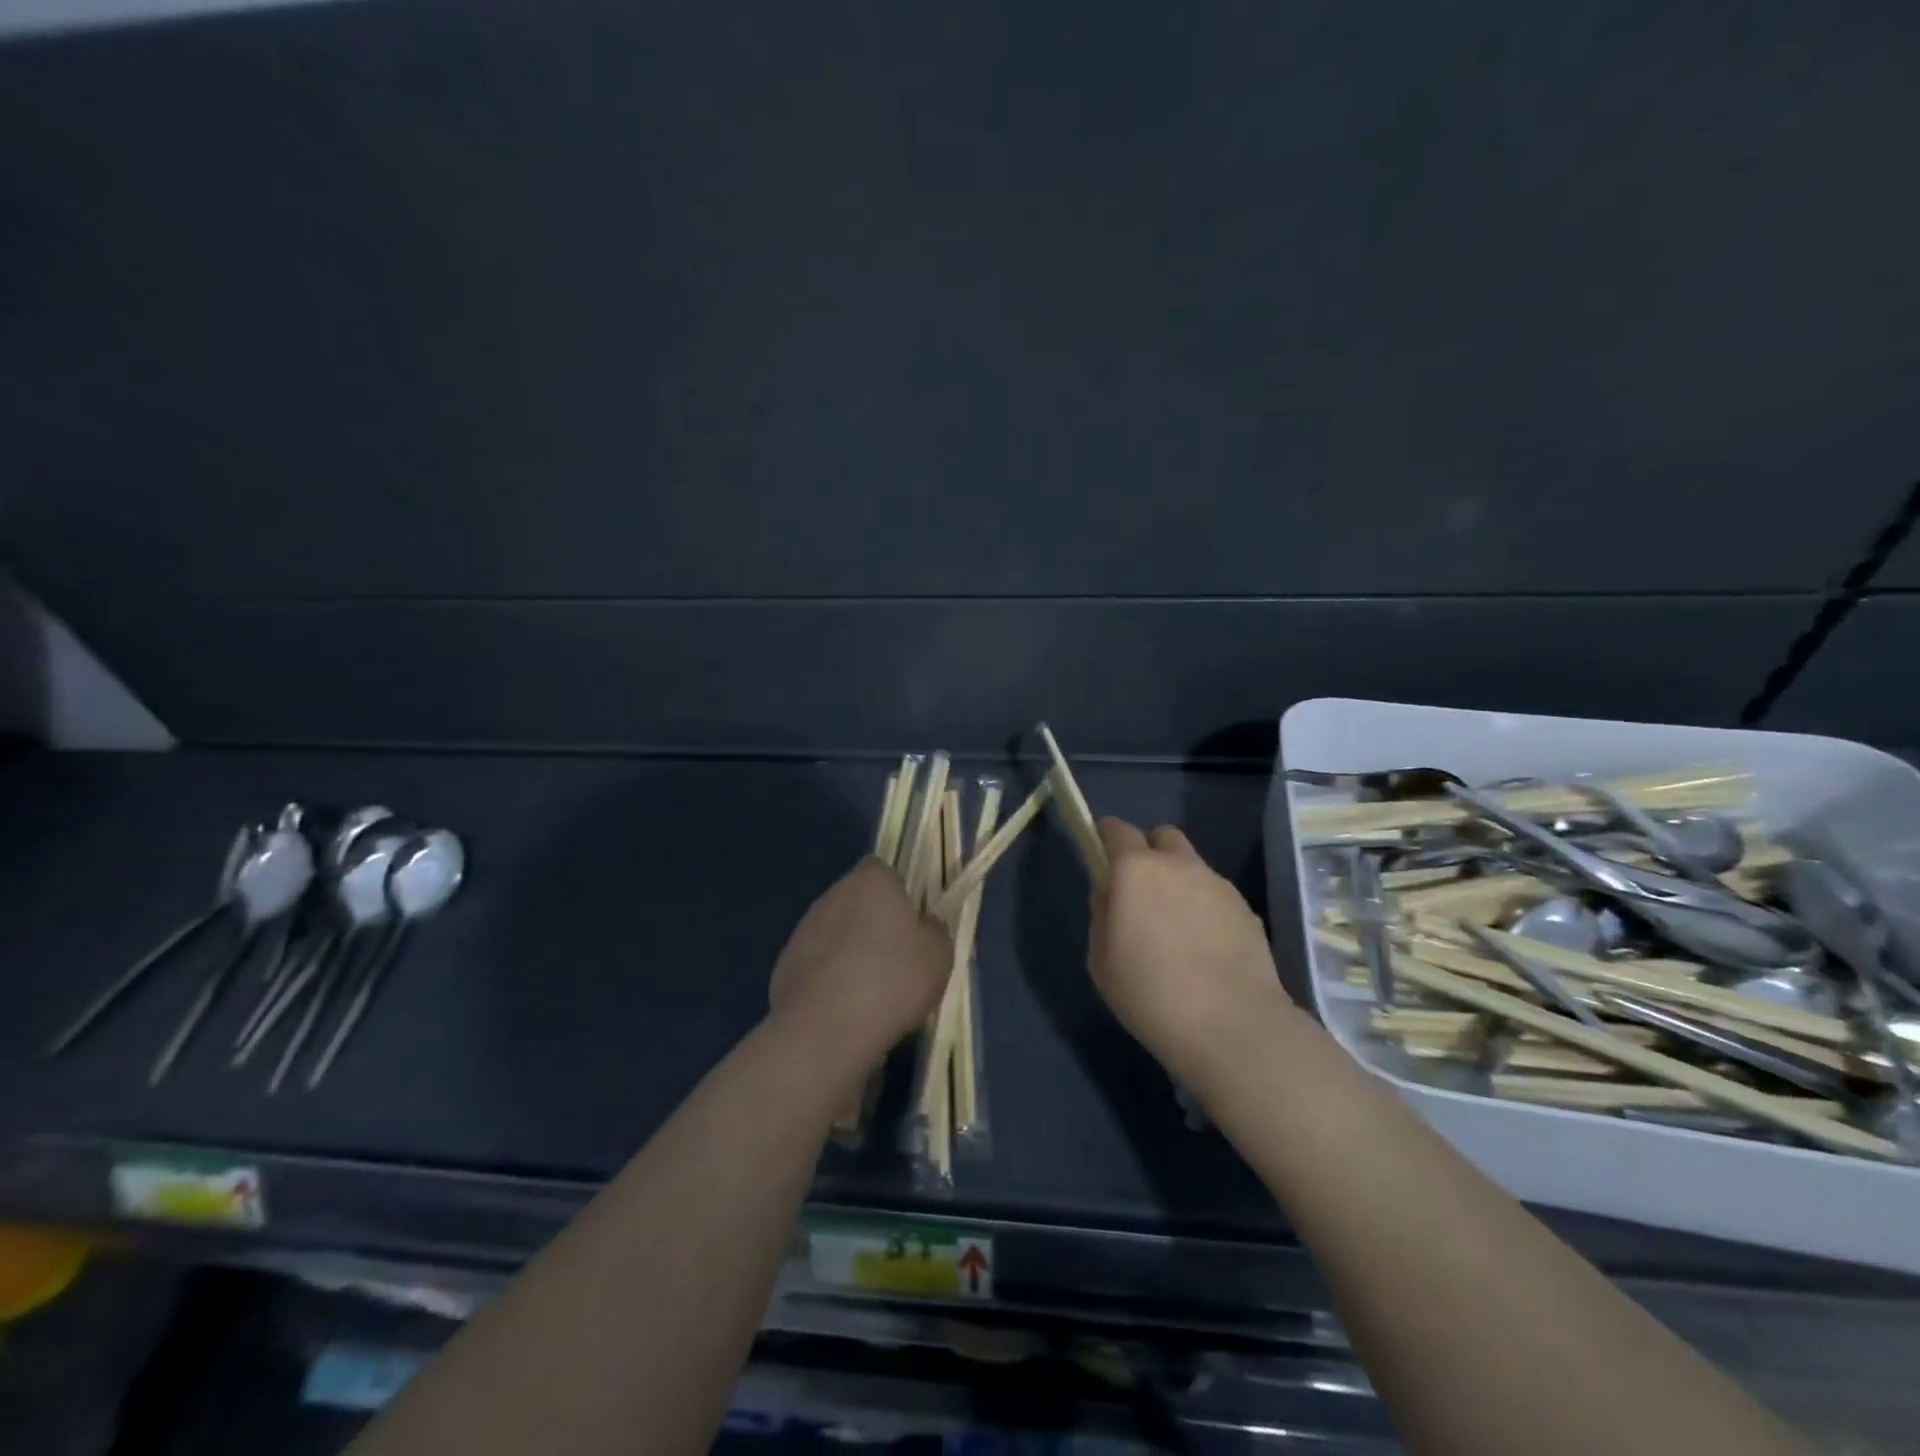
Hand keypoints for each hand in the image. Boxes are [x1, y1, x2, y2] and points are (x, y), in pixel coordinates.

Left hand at [769, 858, 951, 1074]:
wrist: (825, 1029)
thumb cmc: (891, 980)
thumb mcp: (938, 956)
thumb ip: (935, 931)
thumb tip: (925, 925)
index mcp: (871, 881)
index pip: (883, 871)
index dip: (898, 893)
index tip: (911, 922)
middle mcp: (833, 895)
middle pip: (857, 900)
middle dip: (873, 923)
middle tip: (896, 958)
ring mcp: (804, 929)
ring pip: (835, 931)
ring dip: (850, 950)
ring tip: (870, 990)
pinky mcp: (785, 964)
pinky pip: (817, 963)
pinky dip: (829, 978)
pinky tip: (844, 1008)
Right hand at [1088, 817, 1291, 1082]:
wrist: (1232, 1026)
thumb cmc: (1150, 993)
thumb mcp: (1101, 960)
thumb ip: (1102, 915)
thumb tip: (1111, 894)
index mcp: (1136, 870)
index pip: (1117, 830)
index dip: (1106, 836)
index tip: (1101, 852)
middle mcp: (1179, 865)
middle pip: (1162, 836)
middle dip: (1148, 851)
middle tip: (1140, 889)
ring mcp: (1218, 885)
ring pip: (1192, 866)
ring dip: (1179, 881)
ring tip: (1175, 927)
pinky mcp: (1247, 910)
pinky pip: (1216, 895)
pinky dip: (1204, 907)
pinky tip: (1204, 947)